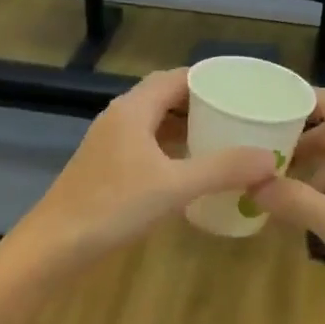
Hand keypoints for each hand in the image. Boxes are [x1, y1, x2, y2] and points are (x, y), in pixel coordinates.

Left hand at [10, 69, 277, 268]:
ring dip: (186, 126)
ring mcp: (110, 143)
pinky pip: (147, 144)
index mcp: (134, 109)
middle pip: (166, 96)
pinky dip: (172, 147)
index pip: (177, 77)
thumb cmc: (113, 207)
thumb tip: (270, 157)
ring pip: (155, 122)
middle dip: (202, 102)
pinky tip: (191, 167)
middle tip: (240, 113)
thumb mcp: (175, 187)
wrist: (55, 246)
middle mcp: (120, 117)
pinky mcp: (106, 166)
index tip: (243, 88)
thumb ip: (223, 169)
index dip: (210, 79)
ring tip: (223, 136)